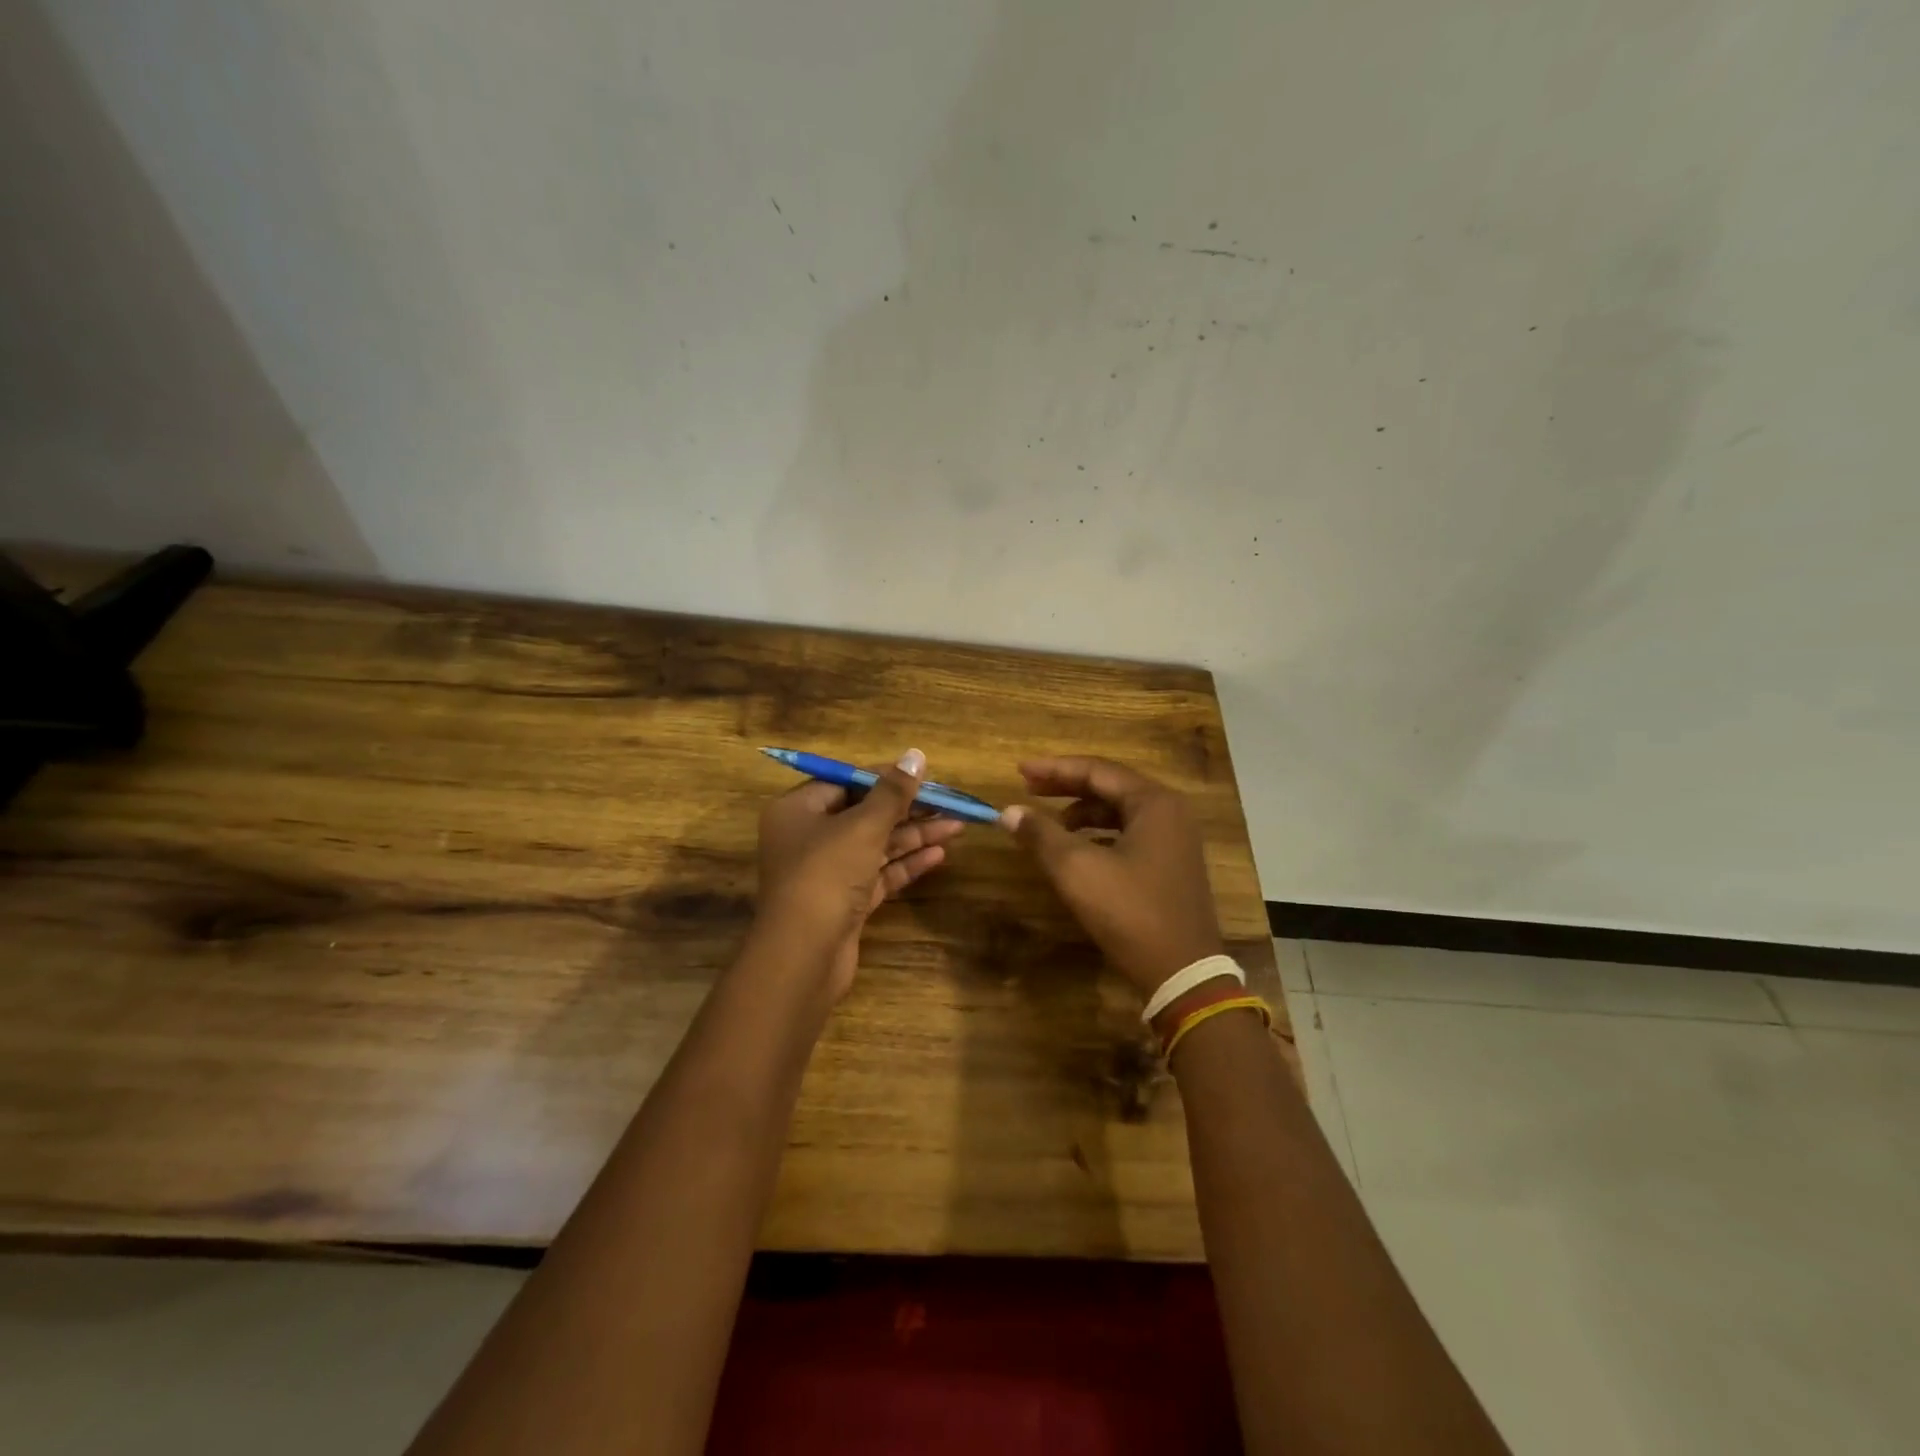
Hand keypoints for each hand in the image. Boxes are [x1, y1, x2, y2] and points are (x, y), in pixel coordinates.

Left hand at [752, 749, 963, 999]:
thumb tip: (915, 755)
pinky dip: (906, 863)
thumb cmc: (826, 875)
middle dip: (908, 808)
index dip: (885, 776)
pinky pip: (878, 874)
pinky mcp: (844, 902)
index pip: (846, 782)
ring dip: (915, 835)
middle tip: (950, 802)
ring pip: (876, 845)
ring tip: (958, 825)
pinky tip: (940, 854)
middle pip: (864, 813)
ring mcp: (826, 873)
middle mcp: (808, 837)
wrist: (803, 956)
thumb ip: (892, 792)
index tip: (923, 774)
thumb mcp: (862, 826)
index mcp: (798, 810)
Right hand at [1002, 756, 1223, 998]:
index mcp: (1154, 803)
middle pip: (1110, 786)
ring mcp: (1175, 840)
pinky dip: (1100, 834)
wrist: (1183, 973)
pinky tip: (1078, 848)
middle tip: (1029, 788)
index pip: (1097, 770)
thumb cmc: (1131, 912)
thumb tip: (1009, 811)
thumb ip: (1041, 834)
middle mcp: (1170, 812)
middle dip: (1067, 786)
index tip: (1019, 770)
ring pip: (1120, 811)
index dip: (1054, 769)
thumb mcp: (1077, 870)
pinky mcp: (1172, 865)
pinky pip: (1130, 833)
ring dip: (1083, 812)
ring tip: (1049, 822)